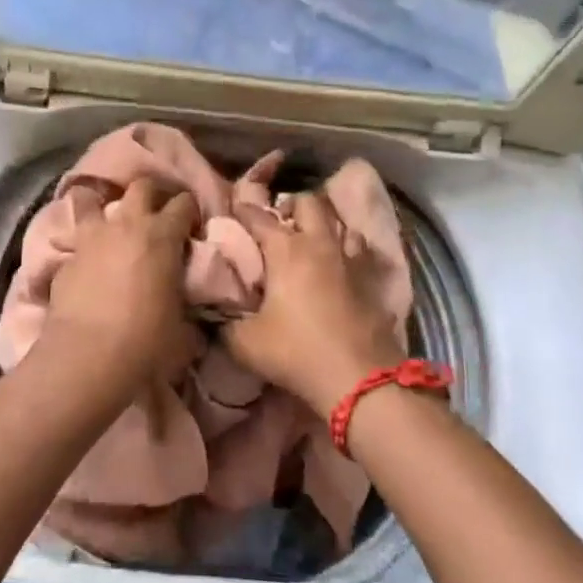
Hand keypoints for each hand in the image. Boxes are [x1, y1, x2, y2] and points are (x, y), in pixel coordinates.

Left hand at [46, 177, 203, 388]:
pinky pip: (76, 238)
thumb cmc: (146, 342)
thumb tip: (192, 323)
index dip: (190, 211)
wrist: (88, 357)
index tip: (191, 227)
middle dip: (153, 193)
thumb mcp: (182, 330)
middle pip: (142, 186)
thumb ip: (187, 312)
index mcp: (163, 235)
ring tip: (112, 224)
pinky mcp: (66, 257)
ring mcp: (92, 237)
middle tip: (157, 213)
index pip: (184, 203)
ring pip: (94, 199)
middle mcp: (127, 224)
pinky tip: (87, 261)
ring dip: (105, 206)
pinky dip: (84, 244)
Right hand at [224, 191, 407, 413]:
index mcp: (285, 250)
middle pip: (309, 202)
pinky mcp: (372, 281)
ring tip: (312, 242)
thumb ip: (223, 324)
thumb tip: (211, 315)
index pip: (258, 215)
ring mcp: (350, 260)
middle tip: (279, 223)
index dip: (243, 209)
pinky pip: (360, 252)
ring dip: (325, 227)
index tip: (233, 210)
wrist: (359, 379)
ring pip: (341, 224)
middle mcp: (319, 244)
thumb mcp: (244, 343)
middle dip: (292, 205)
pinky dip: (348, 252)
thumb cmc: (296, 352)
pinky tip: (340, 267)